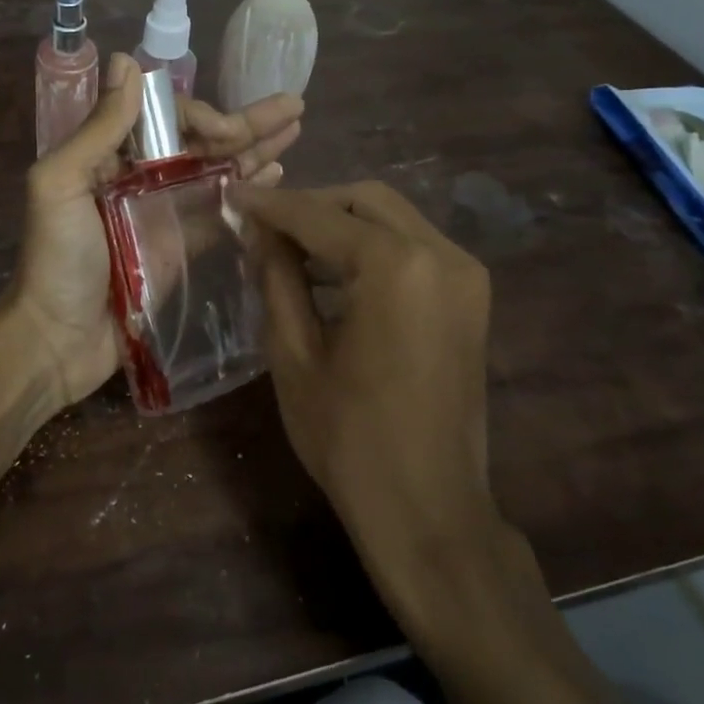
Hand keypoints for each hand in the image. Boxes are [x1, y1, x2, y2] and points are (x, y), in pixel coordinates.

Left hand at [8, 53, 303, 409]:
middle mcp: (140, 178)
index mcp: (110, 156)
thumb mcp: (60, 184)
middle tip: (294, 106)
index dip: (201, 116)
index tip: (226, 130)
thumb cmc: (56, 259)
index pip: (166, 119)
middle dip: (245, 122)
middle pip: (200, 142)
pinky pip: (219, 212)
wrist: (58, 339)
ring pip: (217, 172)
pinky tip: (278, 175)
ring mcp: (163, 214)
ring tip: (296, 131)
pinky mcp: (181, 249)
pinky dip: (248, 192)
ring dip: (255, 150)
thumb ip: (98, 129)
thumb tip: (126, 61)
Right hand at [237, 181, 498, 572]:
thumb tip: (261, 230)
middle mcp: (441, 254)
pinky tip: (333, 273)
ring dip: (340, 224)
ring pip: (392, 219)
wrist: (427, 507)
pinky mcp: (471, 297)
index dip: (270, 205)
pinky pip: (413, 248)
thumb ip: (278, 277)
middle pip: (365, 201)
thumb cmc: (348, 436)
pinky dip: (370, 247)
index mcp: (395, 265)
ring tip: (289, 249)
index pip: (319, 215)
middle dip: (310, 206)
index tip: (232, 196)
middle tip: (262, 227)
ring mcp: (465, 275)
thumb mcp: (293, 352)